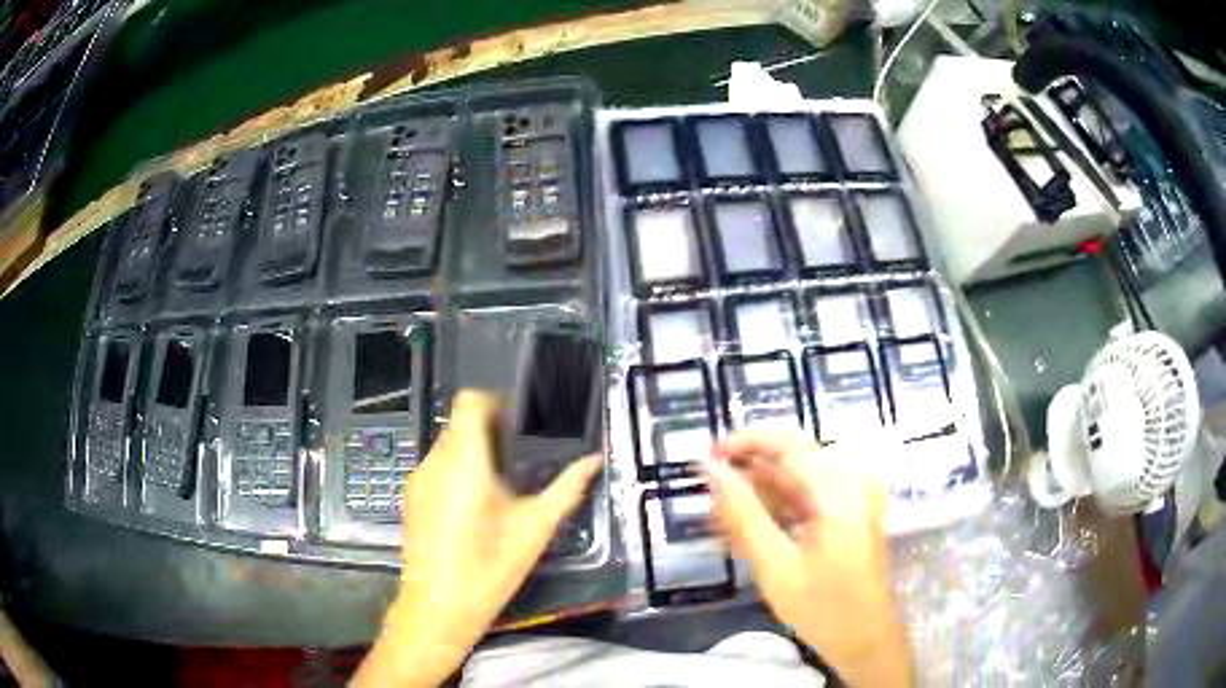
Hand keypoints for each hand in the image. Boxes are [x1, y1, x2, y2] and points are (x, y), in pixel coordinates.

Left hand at [354, 391, 602, 687]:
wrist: (438, 608)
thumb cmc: (489, 568)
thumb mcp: (534, 529)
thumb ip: (566, 489)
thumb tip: (594, 460)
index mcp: (465, 462)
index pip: (470, 402)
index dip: (494, 402)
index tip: (518, 423)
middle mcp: (435, 462)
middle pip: (460, 423)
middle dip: (489, 431)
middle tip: (519, 457)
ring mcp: (418, 480)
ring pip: (446, 445)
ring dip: (472, 452)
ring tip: (499, 484)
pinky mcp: (411, 497)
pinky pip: (435, 467)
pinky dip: (456, 471)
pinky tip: (474, 505)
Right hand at [707, 431, 911, 686]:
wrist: (866, 639)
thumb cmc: (823, 607)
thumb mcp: (775, 564)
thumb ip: (742, 513)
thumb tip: (711, 470)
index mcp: (838, 488)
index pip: (785, 442)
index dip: (742, 442)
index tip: (707, 458)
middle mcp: (851, 481)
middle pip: (791, 458)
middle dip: (748, 475)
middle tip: (712, 503)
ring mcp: (855, 496)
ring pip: (797, 478)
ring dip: (760, 495)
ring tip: (726, 525)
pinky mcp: (852, 512)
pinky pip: (809, 496)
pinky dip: (779, 509)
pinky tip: (755, 533)